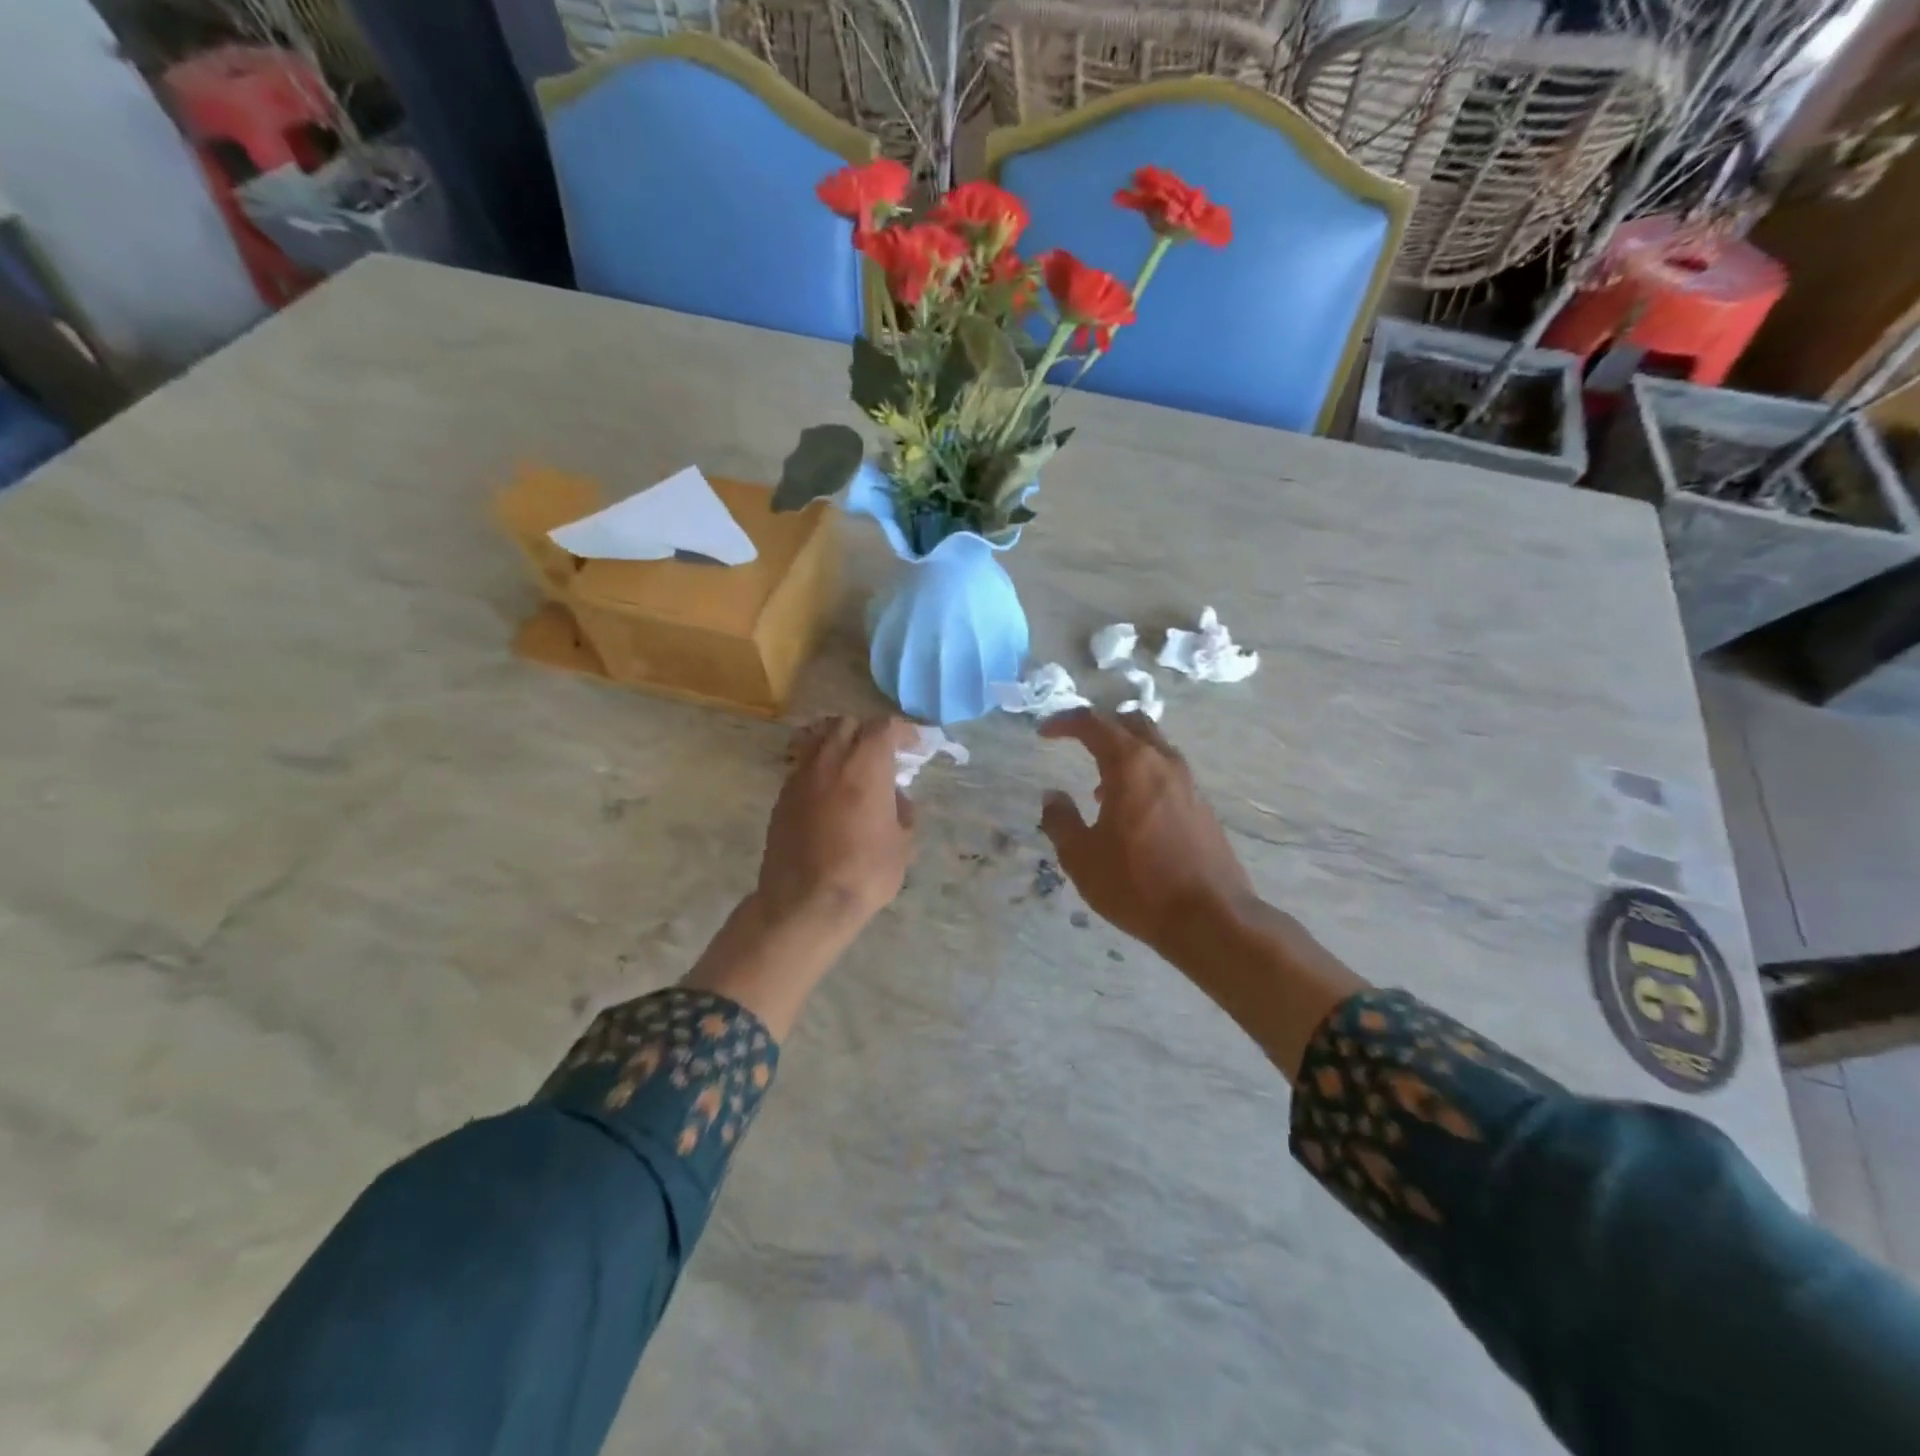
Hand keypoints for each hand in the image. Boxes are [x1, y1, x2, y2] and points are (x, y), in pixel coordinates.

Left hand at [758, 715, 918, 933]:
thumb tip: (895, 797)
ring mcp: (800, 776)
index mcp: (865, 764)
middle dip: (867, 733)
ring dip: (838, 744)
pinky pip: (804, 766)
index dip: (902, 731)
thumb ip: (903, 810)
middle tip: (882, 754)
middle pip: (847, 724)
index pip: (884, 728)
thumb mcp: (902, 844)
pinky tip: (830, 793)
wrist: (805, 902)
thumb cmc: (864, 872)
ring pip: (818, 739)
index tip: (914, 744)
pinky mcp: (782, 796)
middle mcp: (830, 759)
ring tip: (852, 766)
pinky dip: (820, 768)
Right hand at [1038, 709, 1253, 954]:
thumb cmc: (1137, 884)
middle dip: (1101, 725)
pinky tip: (1130, 811)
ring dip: (1124, 752)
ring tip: (1099, 785)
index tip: (1045, 733)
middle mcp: (1163, 762)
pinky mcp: (1202, 806)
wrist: (1211, 917)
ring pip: (1154, 746)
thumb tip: (1052, 797)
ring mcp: (1189, 783)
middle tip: (1076, 741)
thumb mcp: (1082, 857)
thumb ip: (1061, 821)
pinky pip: (1167, 772)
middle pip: (1131, 723)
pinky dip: (1143, 775)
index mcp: (1130, 765)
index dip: (1065, 722)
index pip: (1093, 724)